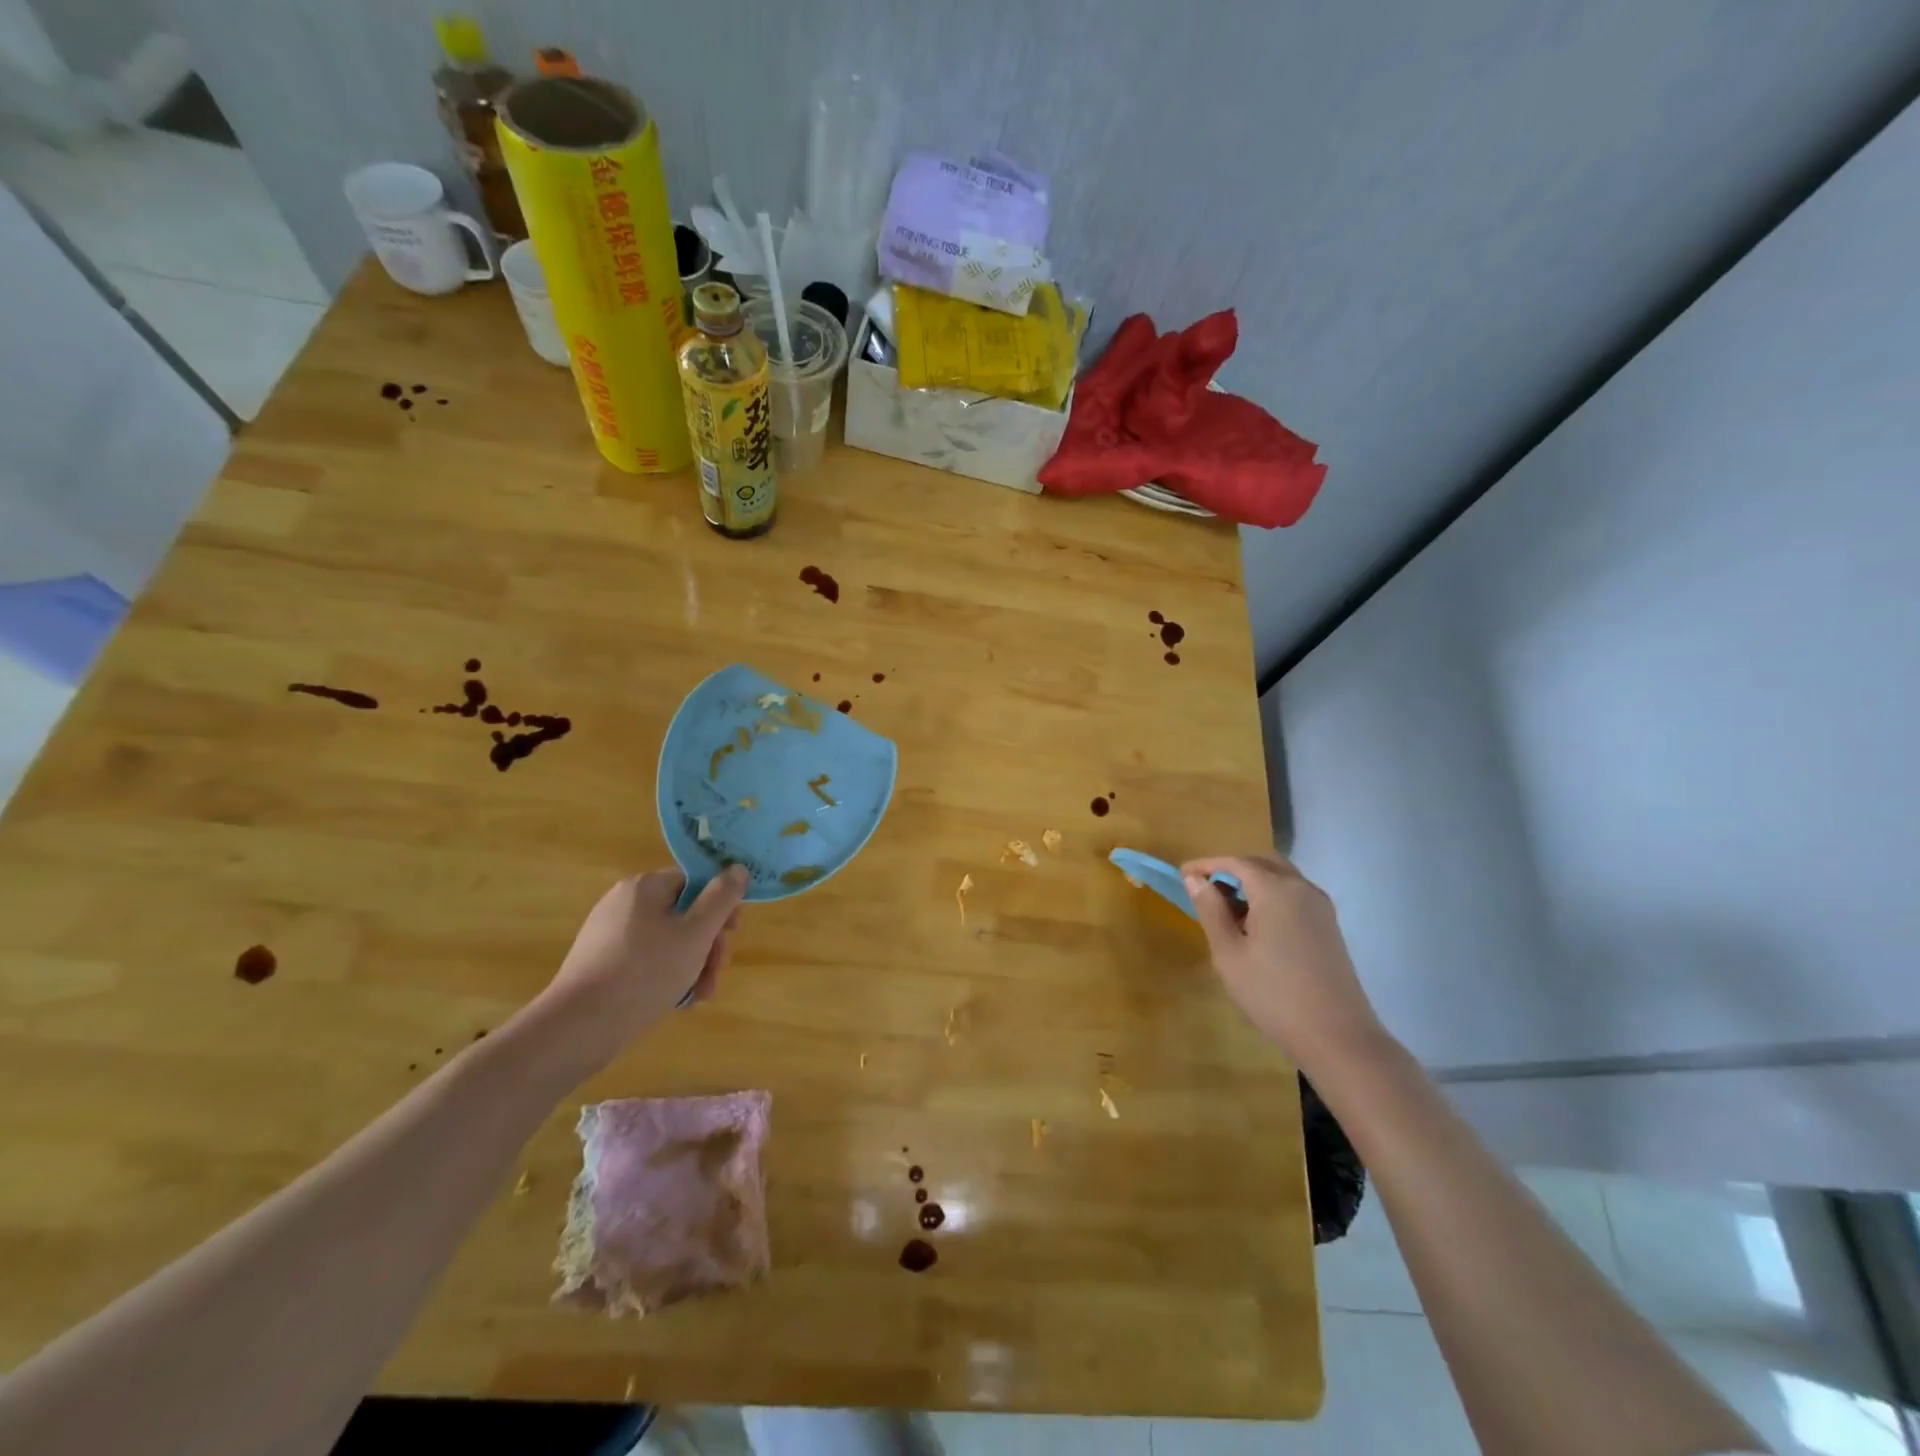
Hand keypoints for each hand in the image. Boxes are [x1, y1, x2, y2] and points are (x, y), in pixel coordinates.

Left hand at [540, 867, 747, 1067]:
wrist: (579, 1026)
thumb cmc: (646, 972)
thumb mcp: (696, 933)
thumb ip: (722, 897)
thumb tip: (738, 867)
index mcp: (645, 887)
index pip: (694, 881)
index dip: (720, 904)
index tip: (732, 933)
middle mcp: (624, 903)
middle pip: (683, 913)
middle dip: (707, 945)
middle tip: (714, 977)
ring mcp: (608, 933)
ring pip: (667, 941)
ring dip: (691, 965)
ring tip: (697, 997)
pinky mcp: (599, 962)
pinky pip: (645, 959)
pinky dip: (665, 975)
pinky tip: (674, 1001)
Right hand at [1181, 853, 1387, 1071]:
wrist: (1336, 1035)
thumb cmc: (1272, 993)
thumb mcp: (1229, 953)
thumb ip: (1211, 910)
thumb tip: (1195, 880)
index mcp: (1276, 889)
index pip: (1235, 862)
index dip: (1207, 864)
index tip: (1182, 873)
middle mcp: (1302, 888)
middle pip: (1262, 862)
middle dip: (1231, 867)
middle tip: (1205, 887)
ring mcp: (1320, 906)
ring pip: (1281, 876)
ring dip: (1252, 881)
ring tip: (1227, 906)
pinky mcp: (1328, 925)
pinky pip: (1294, 894)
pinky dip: (1270, 895)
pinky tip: (1256, 924)